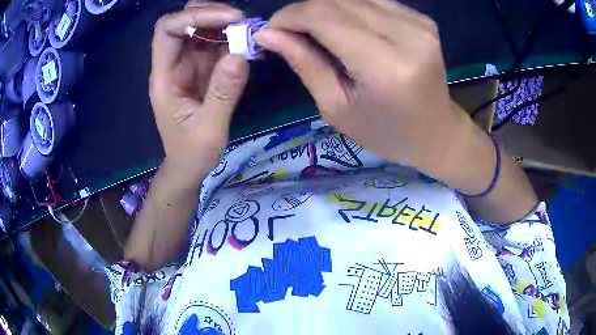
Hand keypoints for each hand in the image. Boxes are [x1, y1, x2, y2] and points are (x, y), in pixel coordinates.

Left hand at [150, 1, 248, 183]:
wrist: (189, 166)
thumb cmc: (192, 153)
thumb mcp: (209, 129)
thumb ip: (223, 93)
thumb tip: (240, 54)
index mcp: (164, 76)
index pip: (168, 29)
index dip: (195, 16)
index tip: (230, 19)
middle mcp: (173, 63)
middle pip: (183, 20)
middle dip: (212, 13)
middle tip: (243, 22)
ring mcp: (187, 64)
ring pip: (200, 27)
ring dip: (226, 24)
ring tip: (251, 34)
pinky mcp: (201, 68)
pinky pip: (215, 43)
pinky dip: (233, 39)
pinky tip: (251, 47)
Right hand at [254, 0, 468, 170]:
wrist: (436, 133)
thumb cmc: (386, 133)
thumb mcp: (337, 108)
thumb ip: (305, 63)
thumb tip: (268, 33)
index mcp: (387, 66)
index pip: (325, 16)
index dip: (289, 16)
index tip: (271, 30)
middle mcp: (407, 35)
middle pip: (337, 0)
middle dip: (303, 12)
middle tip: (290, 33)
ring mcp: (419, 23)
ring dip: (325, 10)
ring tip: (317, 34)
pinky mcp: (422, 19)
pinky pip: (372, 1)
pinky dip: (350, 10)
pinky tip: (347, 30)